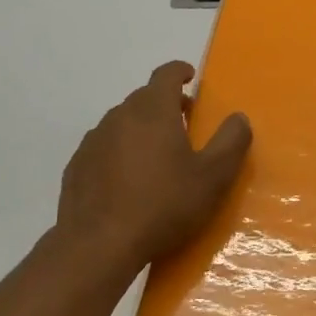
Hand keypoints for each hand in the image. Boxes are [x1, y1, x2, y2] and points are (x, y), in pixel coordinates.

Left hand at [56, 62, 252, 273]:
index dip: (180, 72)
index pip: (166, 74)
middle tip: (183, 124)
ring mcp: (93, 141)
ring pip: (121, 123)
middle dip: (164, 104)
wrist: (100, 244)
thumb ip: (231, 142)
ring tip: (156, 156)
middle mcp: (119, 116)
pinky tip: (127, 181)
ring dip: (140, 129)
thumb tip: (239, 117)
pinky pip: (103, 148)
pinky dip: (118, 153)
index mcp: (153, 110)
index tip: (190, 78)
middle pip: (143, 98)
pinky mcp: (77, 166)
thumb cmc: (164, 205)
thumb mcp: (212, 177)